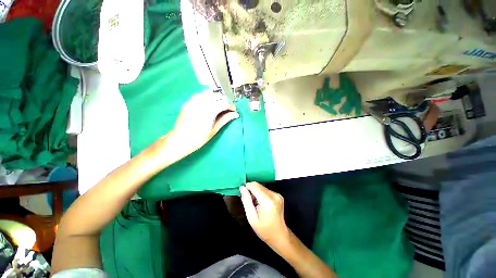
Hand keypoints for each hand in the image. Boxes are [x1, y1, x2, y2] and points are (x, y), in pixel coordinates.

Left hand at [166, 90, 238, 159]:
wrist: (179, 140)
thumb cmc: (198, 138)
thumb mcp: (214, 130)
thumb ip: (225, 119)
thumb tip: (236, 114)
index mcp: (209, 112)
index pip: (224, 103)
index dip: (231, 106)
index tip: (233, 110)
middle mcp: (201, 103)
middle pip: (217, 96)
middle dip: (225, 101)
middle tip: (227, 109)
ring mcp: (193, 101)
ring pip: (209, 93)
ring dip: (216, 97)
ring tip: (219, 105)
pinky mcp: (188, 102)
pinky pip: (200, 94)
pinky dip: (207, 97)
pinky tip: (208, 103)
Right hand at [240, 182, 289, 245]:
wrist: (279, 235)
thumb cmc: (264, 230)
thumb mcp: (251, 217)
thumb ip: (246, 201)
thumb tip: (242, 188)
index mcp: (267, 201)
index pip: (254, 185)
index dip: (247, 187)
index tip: (243, 193)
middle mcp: (274, 195)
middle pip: (258, 185)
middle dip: (251, 190)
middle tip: (249, 201)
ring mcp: (277, 194)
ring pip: (262, 187)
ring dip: (256, 192)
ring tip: (255, 204)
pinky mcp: (279, 195)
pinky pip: (266, 190)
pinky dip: (261, 194)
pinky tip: (261, 204)